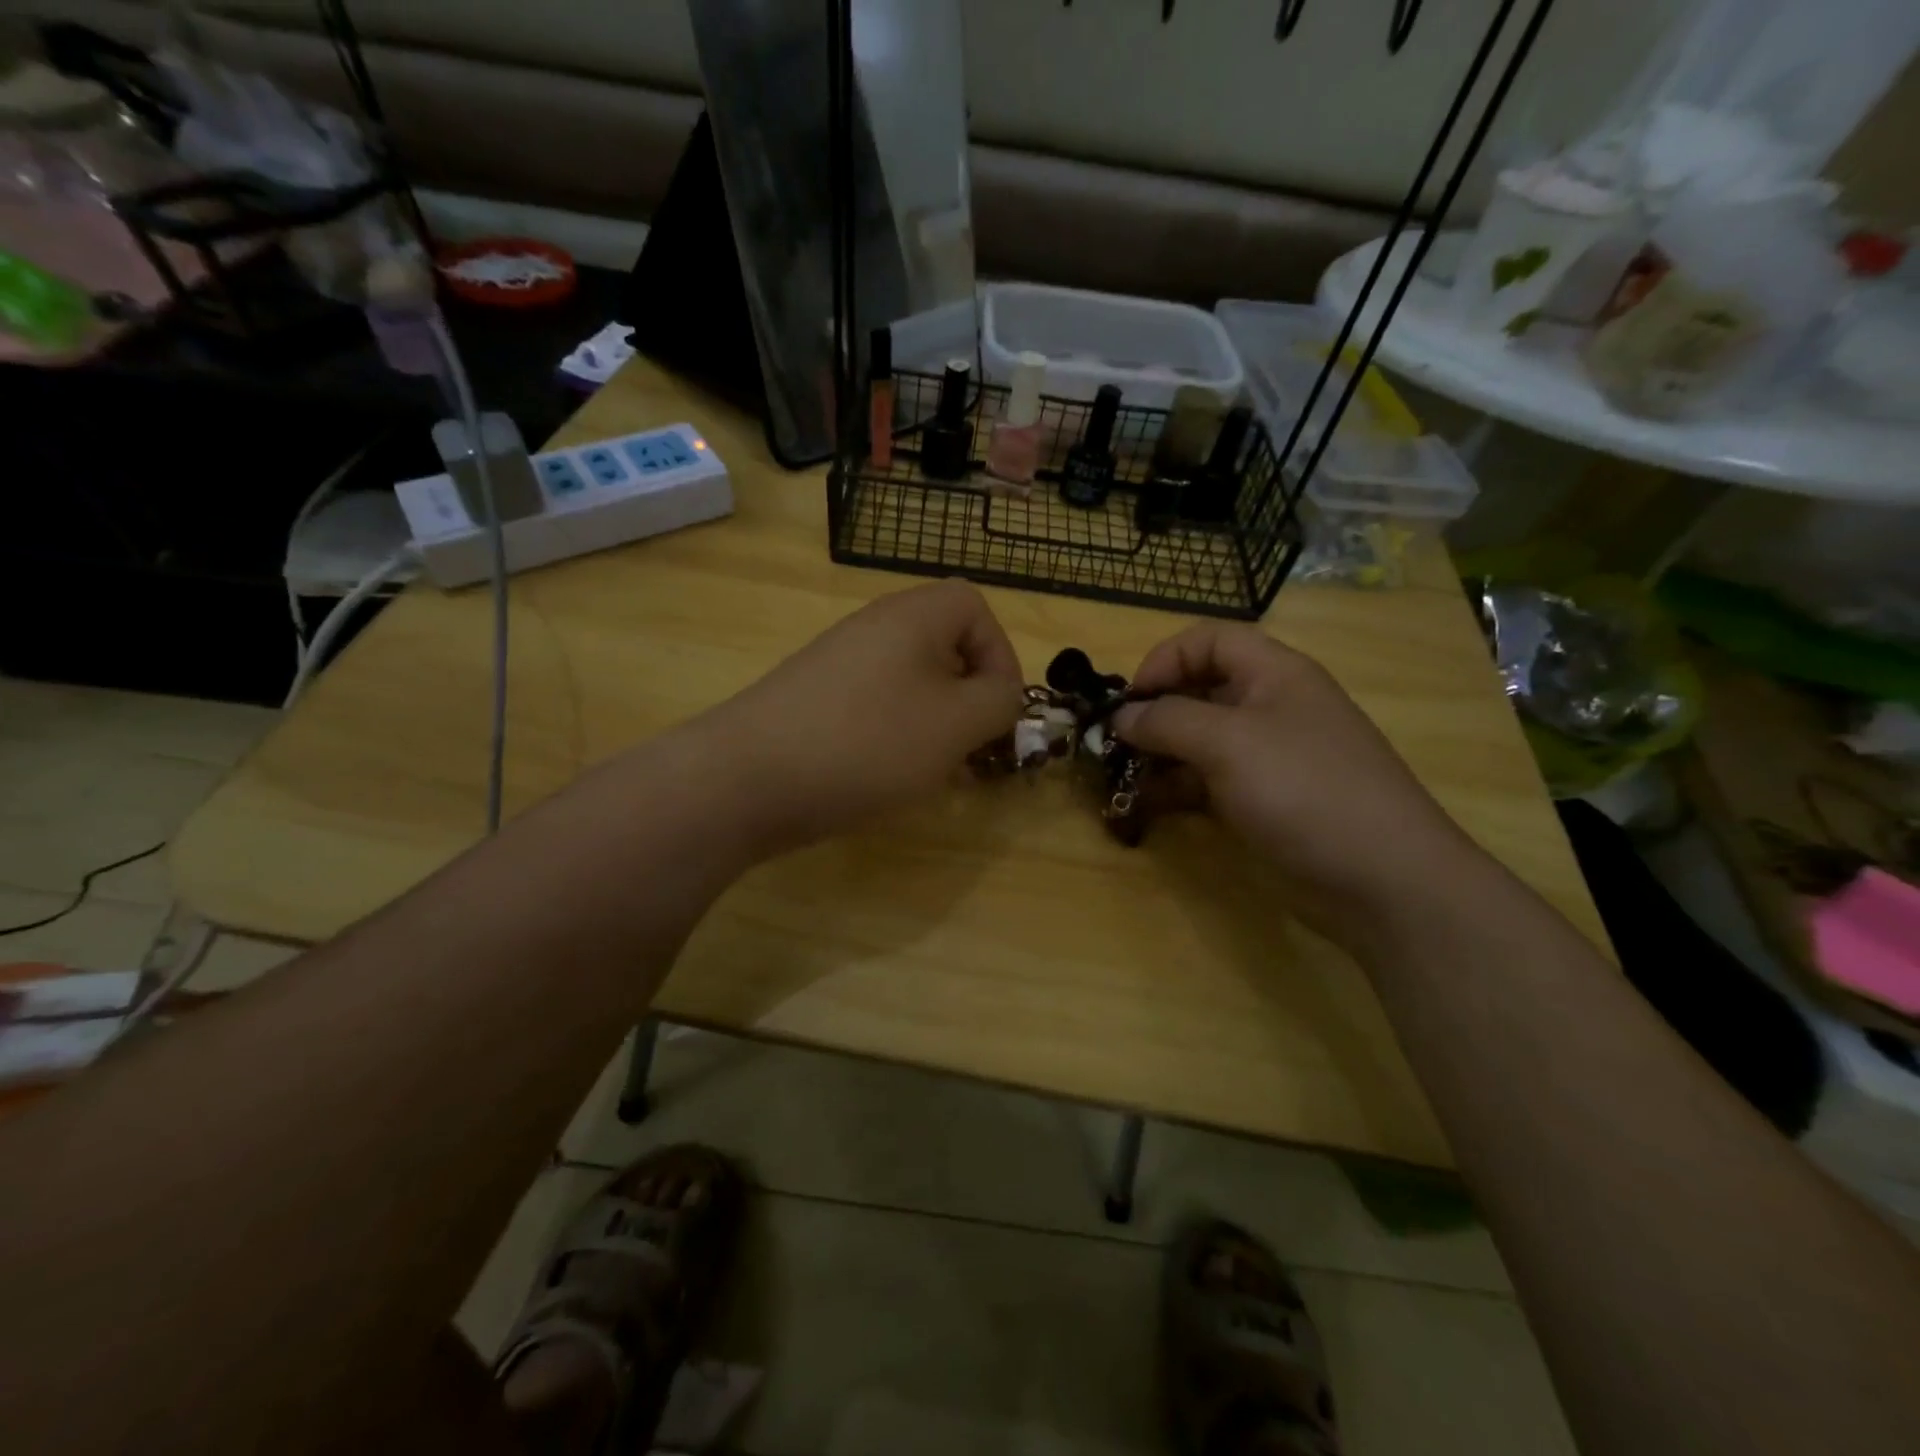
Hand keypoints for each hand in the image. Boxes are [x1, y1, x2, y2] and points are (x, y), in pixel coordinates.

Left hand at [703, 580, 1023, 854]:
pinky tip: (891, 777)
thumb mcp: (956, 723)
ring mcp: (838, 665)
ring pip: (911, 683)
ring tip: (937, 771)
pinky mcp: (815, 701)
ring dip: (936, 723)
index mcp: (912, 617)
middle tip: (973, 747)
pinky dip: (897, 736)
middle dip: (970, 698)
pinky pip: (875, 707)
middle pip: (944, 645)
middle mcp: (874, 629)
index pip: (975, 607)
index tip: (998, 709)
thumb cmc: (868, 742)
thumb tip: (1001, 692)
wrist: (747, 778)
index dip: (1001, 653)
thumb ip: (998, 700)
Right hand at [1113, 623, 1475, 946]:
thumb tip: (1120, 716)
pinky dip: (1176, 788)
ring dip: (1158, 753)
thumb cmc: (1304, 790)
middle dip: (1153, 711)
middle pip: (1200, 690)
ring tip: (1120, 777)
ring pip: (1200, 740)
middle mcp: (1270, 708)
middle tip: (1112, 743)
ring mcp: (1268, 758)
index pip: (1209, 641)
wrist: (1382, 879)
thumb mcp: (1228, 743)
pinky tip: (1146, 805)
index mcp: (1274, 674)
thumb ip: (1167, 721)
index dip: (1165, 660)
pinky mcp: (1263, 801)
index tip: (1129, 700)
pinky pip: (1208, 781)